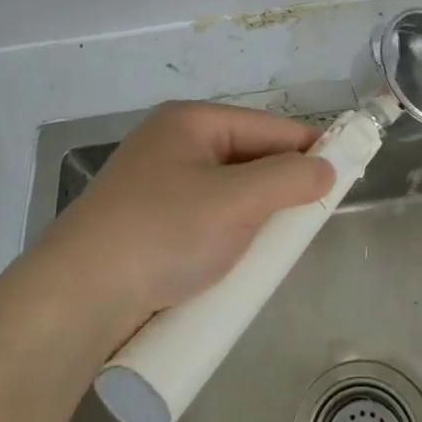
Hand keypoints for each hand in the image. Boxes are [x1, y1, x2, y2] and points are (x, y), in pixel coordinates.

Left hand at [40, 101, 331, 339]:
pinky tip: (238, 260)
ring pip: (225, 193)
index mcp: (190, 122)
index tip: (347, 171)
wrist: (74, 299)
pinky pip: (202, 220)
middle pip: (245, 158)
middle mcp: (171, 145)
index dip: (310, 146)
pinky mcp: (144, 226)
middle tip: (311, 218)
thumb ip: (290, 180)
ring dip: (254, 216)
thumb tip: (326, 168)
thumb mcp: (237, 202)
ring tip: (278, 245)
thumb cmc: (163, 233)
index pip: (267, 127)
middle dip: (280, 186)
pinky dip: (226, 235)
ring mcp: (153, 187)